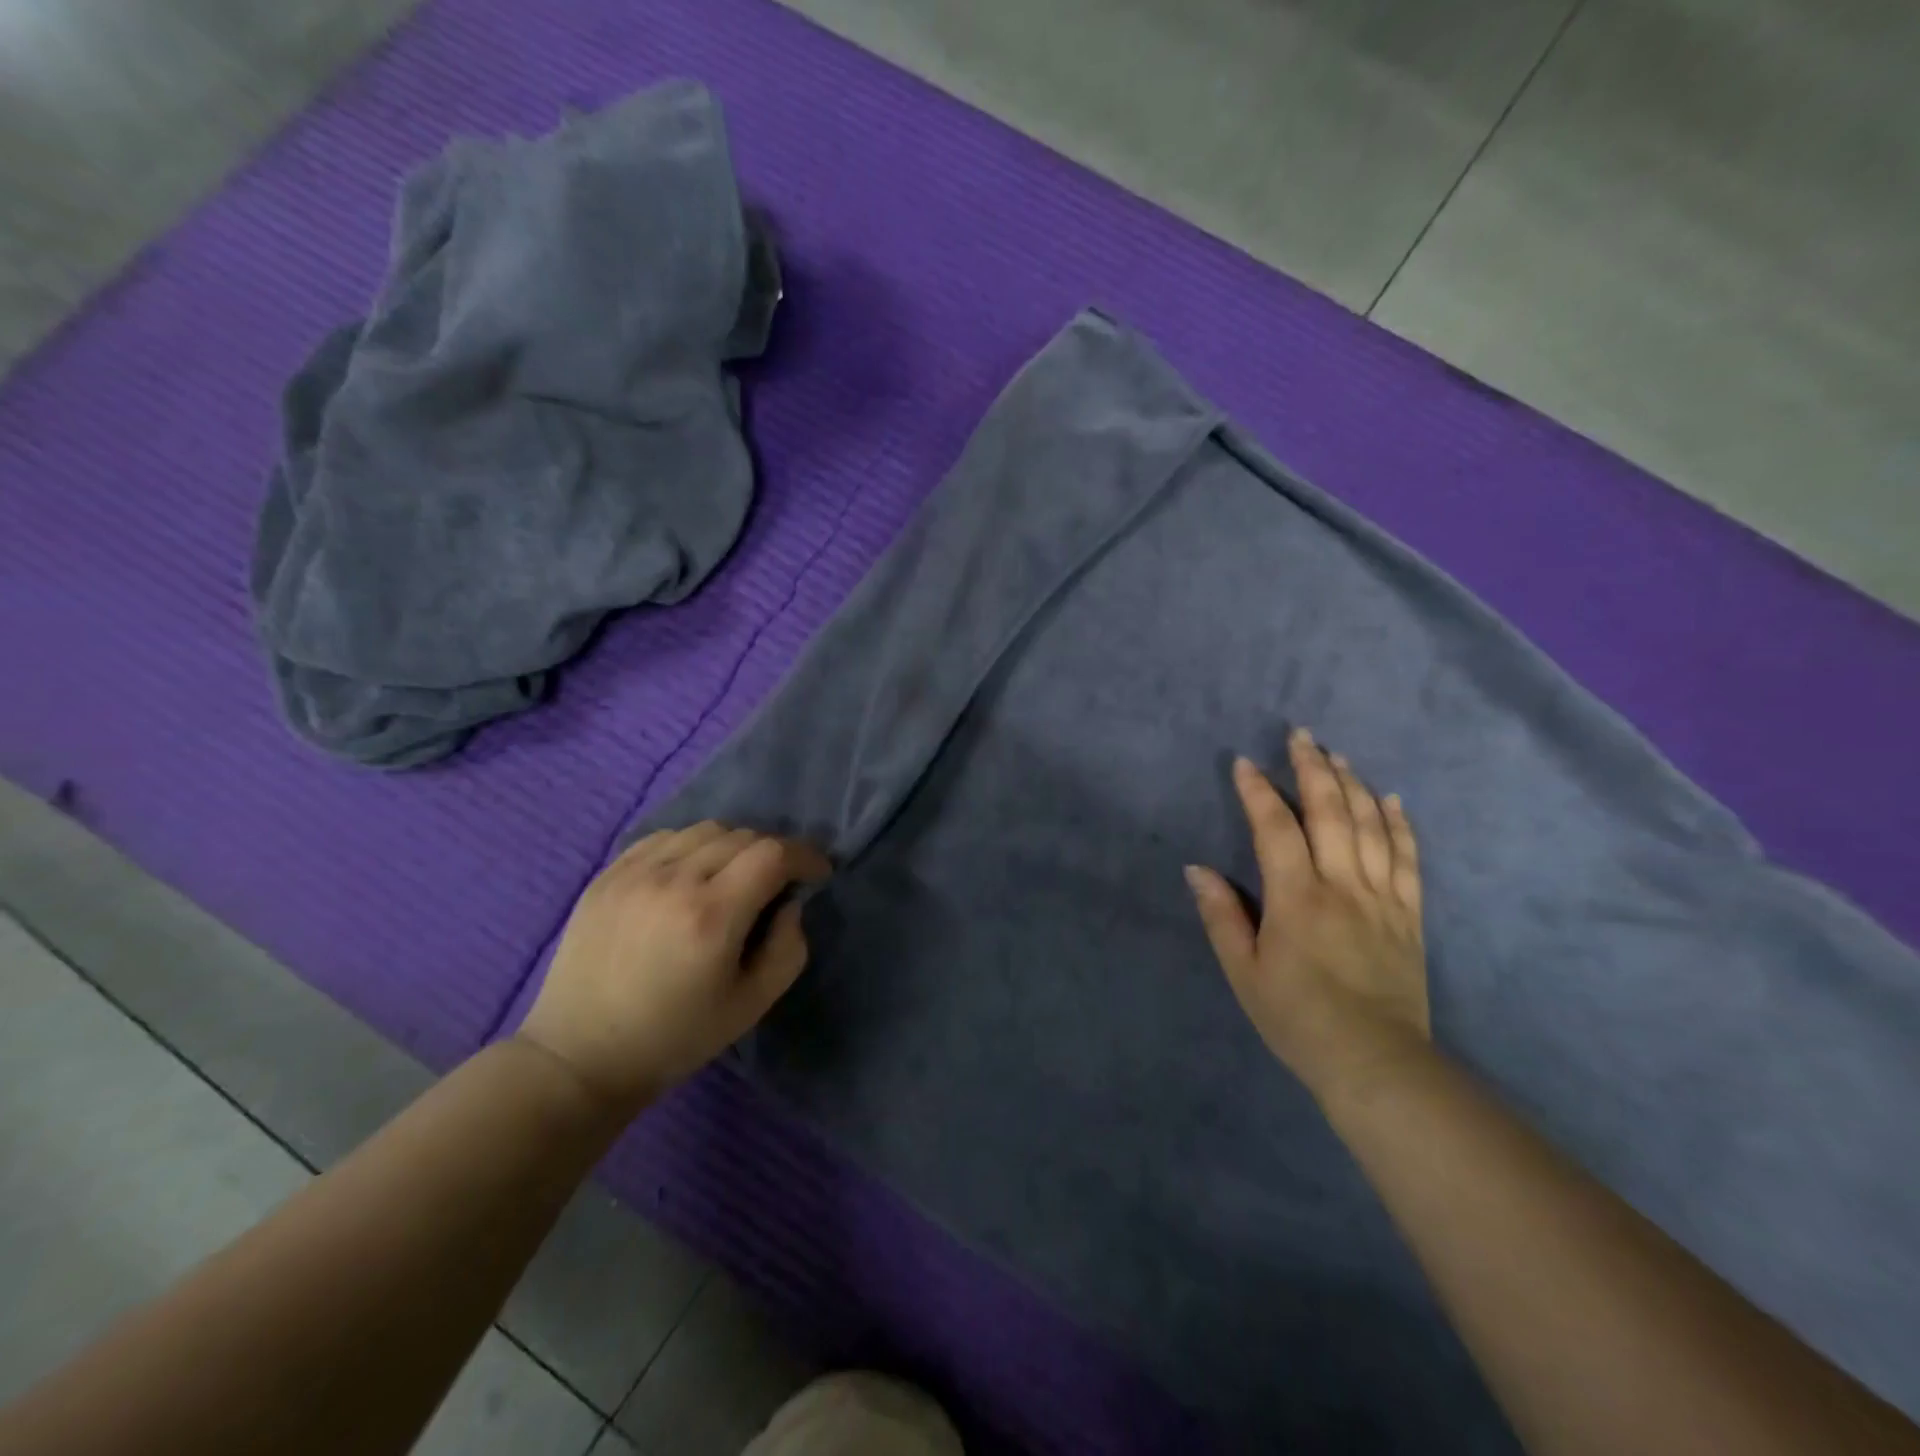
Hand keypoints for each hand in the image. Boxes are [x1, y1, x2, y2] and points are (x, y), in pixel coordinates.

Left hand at [517, 823, 830, 1117]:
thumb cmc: (675, 1037)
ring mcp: (635, 873)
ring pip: (704, 830)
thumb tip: (789, 904)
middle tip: (776, 884)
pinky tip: (689, 875)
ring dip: (733, 846)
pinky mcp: (607, 875)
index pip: (773, 853)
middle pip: (742, 836)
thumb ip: (788, 949)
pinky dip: (691, 846)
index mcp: (712, 915)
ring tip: (731, 877)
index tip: (816, 874)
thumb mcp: (751, 1005)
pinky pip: (664, 837)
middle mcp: (674, 880)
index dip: (805, 855)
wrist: (580, 1056)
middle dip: (772, 854)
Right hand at [1186, 728, 1429, 1101]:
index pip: (1275, 828)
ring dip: (1354, 784)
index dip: (1258, 792)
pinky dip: (1400, 824)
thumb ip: (1221, 916)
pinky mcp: (1410, 915)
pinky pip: (1409, 859)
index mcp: (1297, 898)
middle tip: (1301, 735)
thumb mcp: (1243, 972)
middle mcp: (1342, 885)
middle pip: (1331, 812)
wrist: (1376, 1063)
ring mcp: (1382, 898)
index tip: (1244, 763)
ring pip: (1372, 826)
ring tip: (1338, 755)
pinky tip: (1392, 799)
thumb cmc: (1297, 1018)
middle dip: (1313, 768)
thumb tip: (1197, 869)